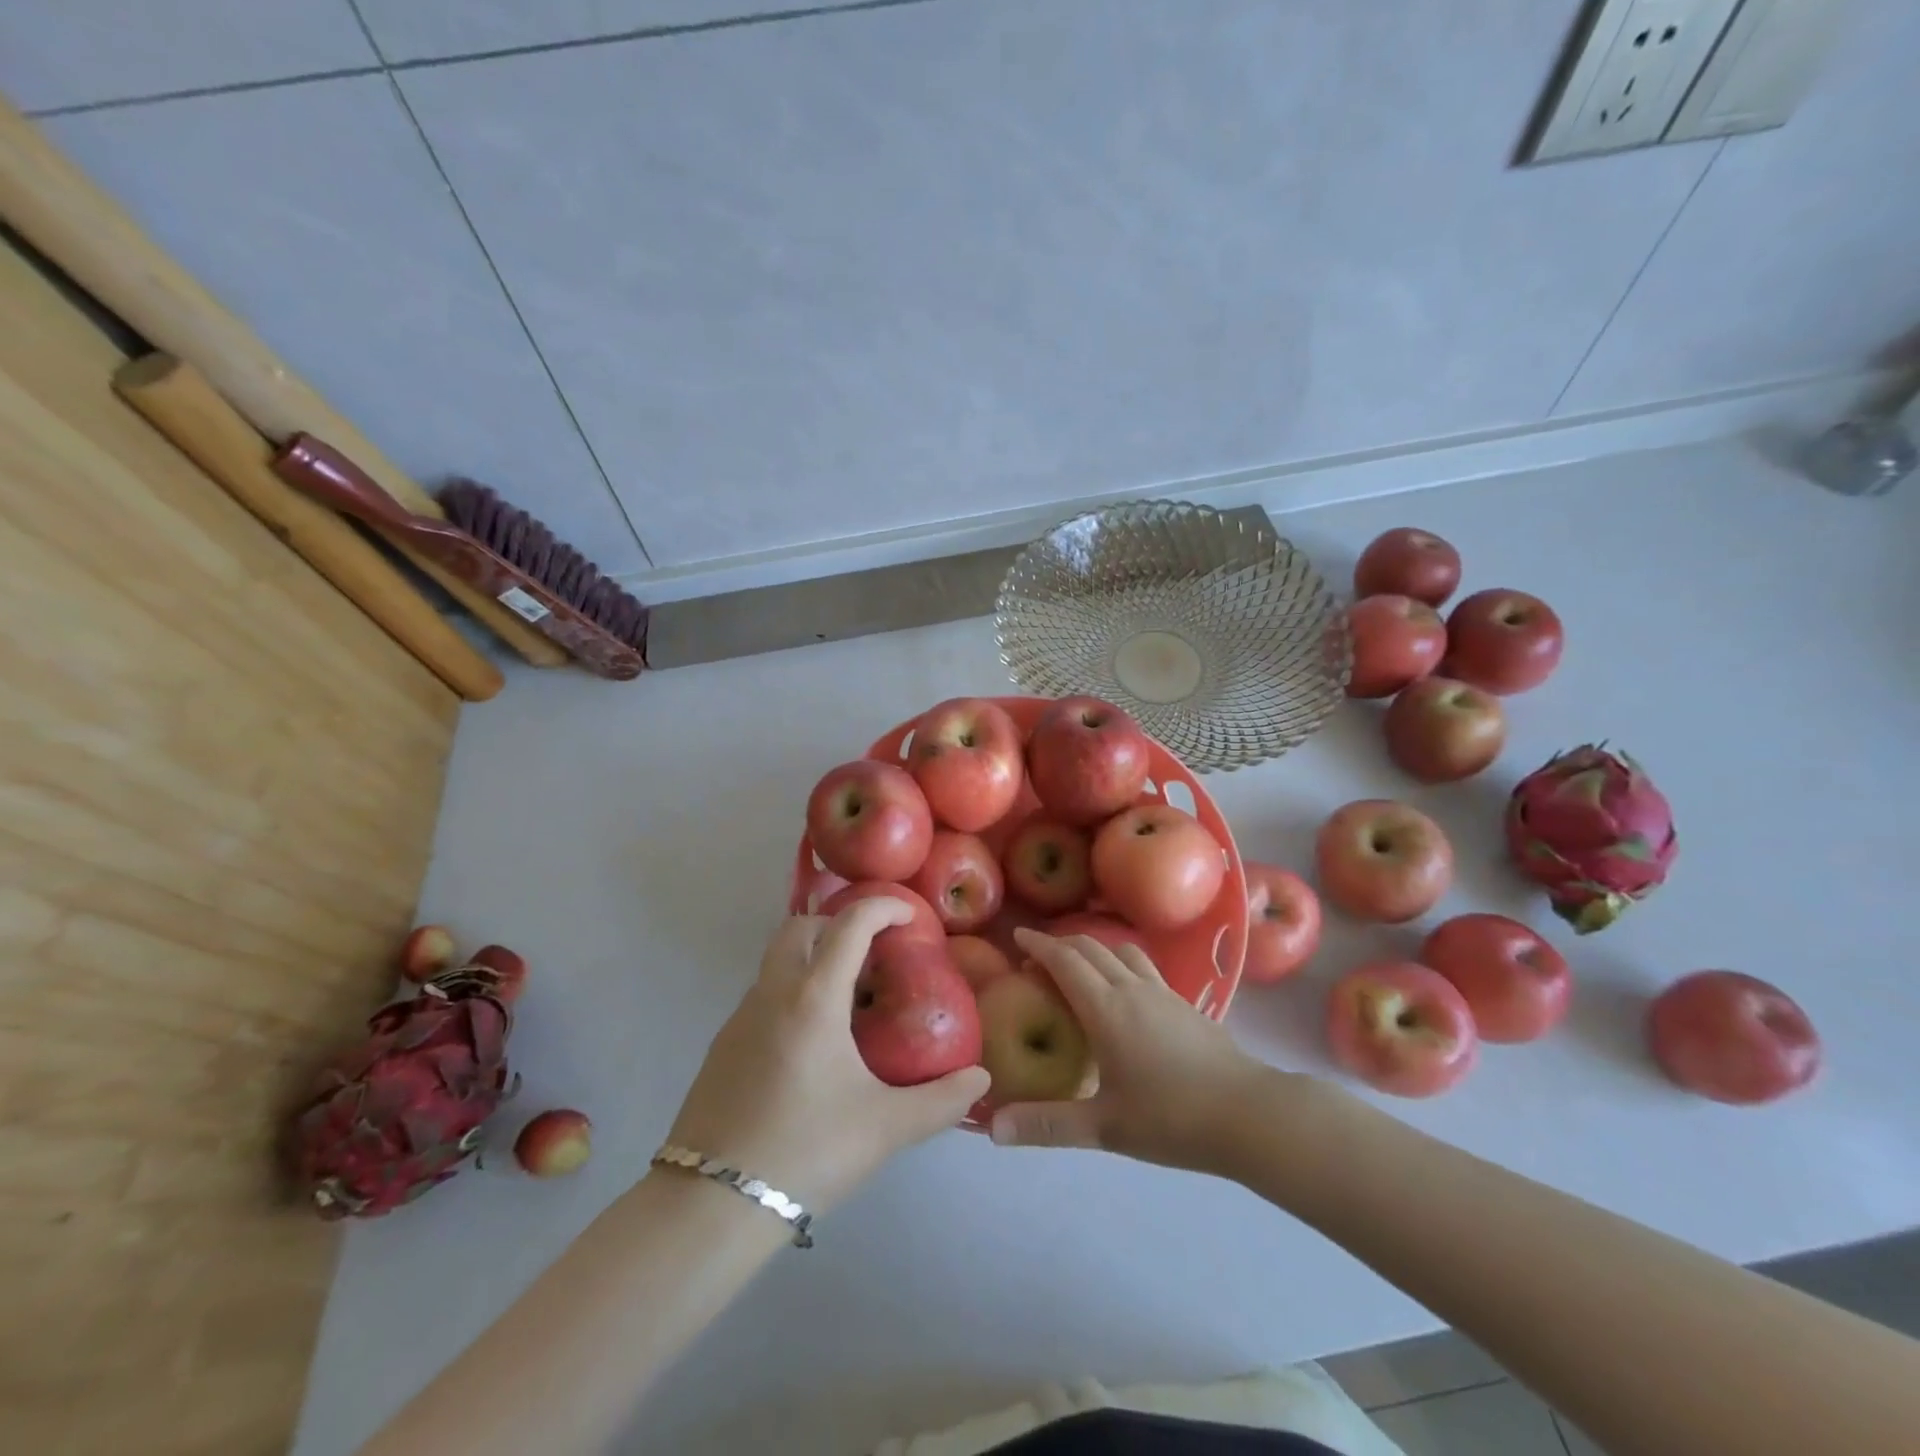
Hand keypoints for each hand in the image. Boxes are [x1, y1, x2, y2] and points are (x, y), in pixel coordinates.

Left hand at [665, 899, 988, 1211]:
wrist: (713, 1206)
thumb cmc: (807, 1151)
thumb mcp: (886, 1127)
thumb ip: (941, 1100)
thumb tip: (980, 1078)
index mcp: (813, 998)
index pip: (849, 924)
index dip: (882, 907)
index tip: (909, 915)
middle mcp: (772, 994)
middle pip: (800, 927)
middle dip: (838, 925)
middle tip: (872, 955)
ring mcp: (739, 1018)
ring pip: (777, 962)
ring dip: (813, 961)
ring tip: (848, 1006)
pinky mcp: (722, 1046)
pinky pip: (763, 997)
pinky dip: (792, 995)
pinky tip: (812, 1046)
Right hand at [990, 929, 1280, 1175]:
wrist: (1249, 1113)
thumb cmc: (1171, 1118)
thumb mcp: (1104, 1128)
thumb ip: (1047, 1125)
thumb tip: (992, 1128)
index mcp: (1106, 1009)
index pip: (1065, 961)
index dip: (1039, 945)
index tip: (1018, 936)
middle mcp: (1131, 988)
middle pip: (1091, 948)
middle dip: (1061, 944)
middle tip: (1038, 957)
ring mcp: (1162, 992)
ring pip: (1121, 951)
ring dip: (1094, 947)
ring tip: (1079, 964)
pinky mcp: (1185, 1003)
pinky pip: (1143, 966)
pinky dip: (1120, 961)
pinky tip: (1125, 988)